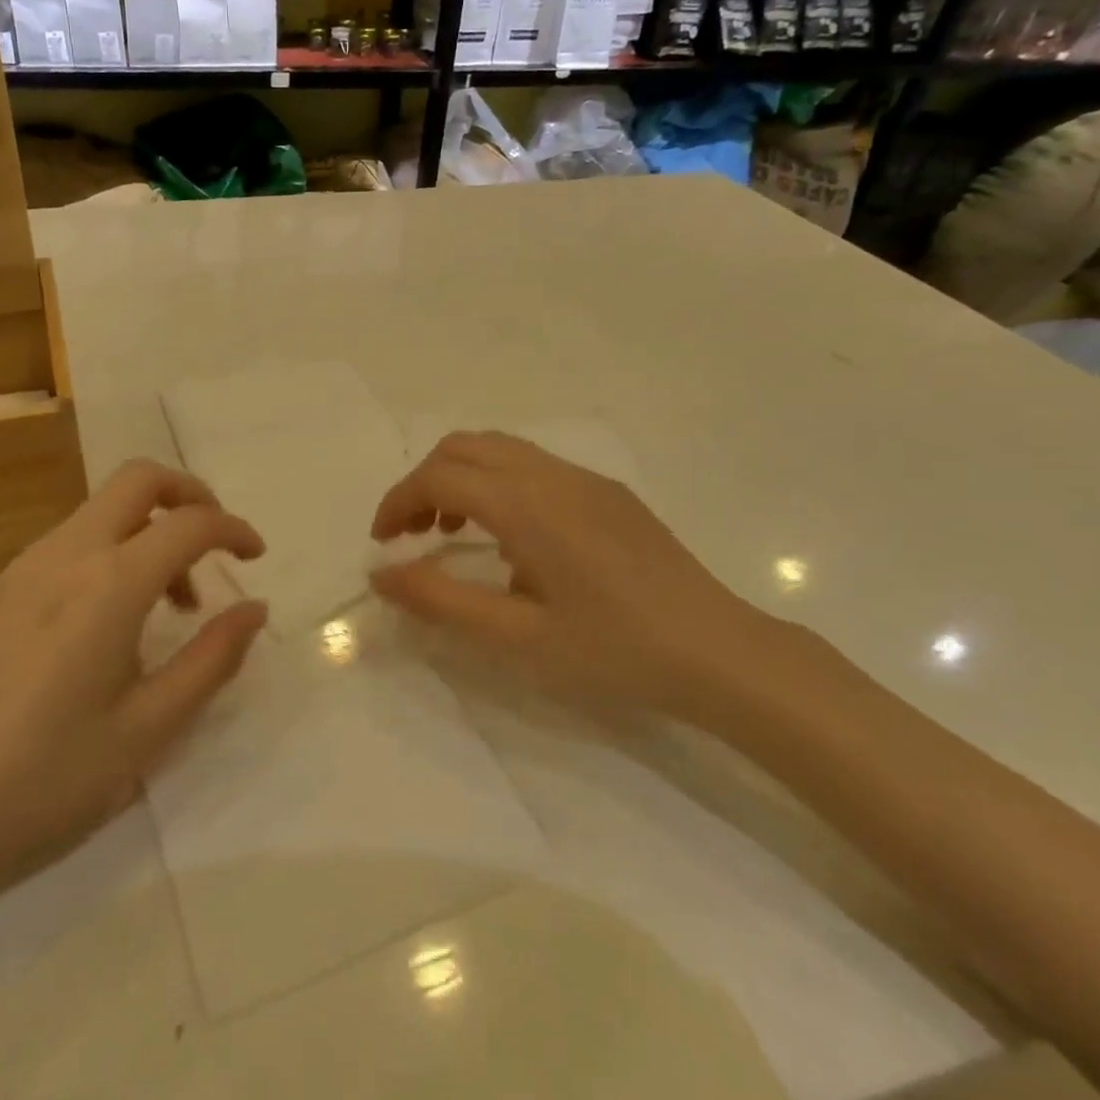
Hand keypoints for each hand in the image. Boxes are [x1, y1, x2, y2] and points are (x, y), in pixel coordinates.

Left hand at [0, 460, 266, 907]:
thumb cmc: (43, 779)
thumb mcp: (147, 730)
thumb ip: (210, 660)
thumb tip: (254, 609)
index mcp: (109, 584)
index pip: (189, 523)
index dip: (233, 529)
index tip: (256, 558)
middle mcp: (68, 554)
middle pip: (138, 479)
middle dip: (189, 495)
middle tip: (216, 546)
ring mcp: (27, 567)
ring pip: (104, 508)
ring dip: (151, 529)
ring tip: (170, 606)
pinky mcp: (2, 589)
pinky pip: (75, 540)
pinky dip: (115, 551)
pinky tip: (115, 621)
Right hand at [369, 431, 795, 725]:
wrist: (719, 652)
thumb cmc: (614, 650)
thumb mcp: (517, 637)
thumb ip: (440, 600)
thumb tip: (380, 574)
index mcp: (526, 504)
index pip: (438, 477)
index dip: (397, 502)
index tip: (382, 543)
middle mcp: (551, 474)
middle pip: (463, 447)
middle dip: (423, 482)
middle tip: (411, 534)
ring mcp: (584, 478)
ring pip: (498, 449)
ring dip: (460, 478)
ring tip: (451, 534)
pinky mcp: (607, 492)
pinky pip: (532, 464)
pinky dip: (496, 482)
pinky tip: (509, 538)